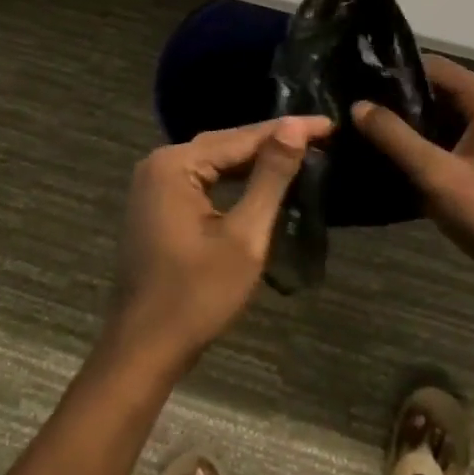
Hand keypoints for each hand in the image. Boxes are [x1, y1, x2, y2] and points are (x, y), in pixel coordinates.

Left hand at [108, 116, 332, 369]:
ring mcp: (153, 185)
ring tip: (299, 151)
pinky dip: (233, 177)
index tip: (329, 125)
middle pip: (226, 143)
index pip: (242, 137)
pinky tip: (260, 178)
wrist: (144, 350)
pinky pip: (202, 178)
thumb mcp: (245, 235)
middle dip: (272, 140)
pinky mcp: (157, 205)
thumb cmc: (197, 296)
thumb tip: (296, 126)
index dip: (288, 130)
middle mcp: (159, 164)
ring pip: (215, 160)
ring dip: (254, 158)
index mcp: (174, 164)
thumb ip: (270, 177)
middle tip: (320, 135)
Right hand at [353, 56, 473, 298]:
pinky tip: (401, 169)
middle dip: (403, 104)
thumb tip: (358, 105)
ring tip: (371, 140)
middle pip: (442, 93)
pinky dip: (433, 152)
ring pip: (449, 123)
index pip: (435, 67)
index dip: (398, 73)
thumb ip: (395, 138)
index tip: (361, 85)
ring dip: (416, 131)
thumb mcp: (436, 175)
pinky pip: (458, 148)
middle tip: (360, 116)